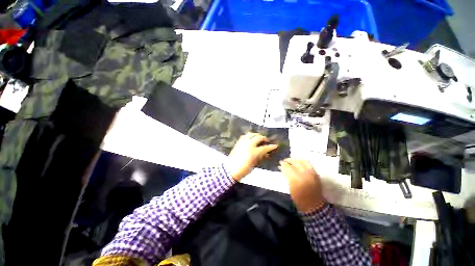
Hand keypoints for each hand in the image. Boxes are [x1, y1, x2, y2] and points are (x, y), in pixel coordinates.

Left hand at [227, 133, 278, 180]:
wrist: (230, 169)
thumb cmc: (243, 169)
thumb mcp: (254, 164)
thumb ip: (260, 157)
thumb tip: (266, 153)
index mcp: (253, 152)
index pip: (265, 147)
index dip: (271, 147)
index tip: (275, 145)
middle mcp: (248, 144)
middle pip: (258, 137)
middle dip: (263, 138)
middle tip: (266, 141)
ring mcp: (242, 142)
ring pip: (251, 134)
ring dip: (256, 135)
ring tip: (259, 138)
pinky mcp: (238, 142)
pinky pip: (245, 136)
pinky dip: (249, 136)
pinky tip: (251, 138)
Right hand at [279, 159, 323, 212]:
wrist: (314, 205)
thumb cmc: (299, 199)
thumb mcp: (290, 188)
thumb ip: (287, 176)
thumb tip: (282, 168)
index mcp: (296, 179)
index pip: (287, 167)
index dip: (283, 164)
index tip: (280, 164)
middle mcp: (304, 174)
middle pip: (294, 162)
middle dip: (288, 160)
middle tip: (284, 161)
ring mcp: (311, 173)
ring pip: (302, 161)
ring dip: (295, 160)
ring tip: (291, 161)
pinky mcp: (315, 173)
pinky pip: (308, 164)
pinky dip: (302, 162)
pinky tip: (299, 163)